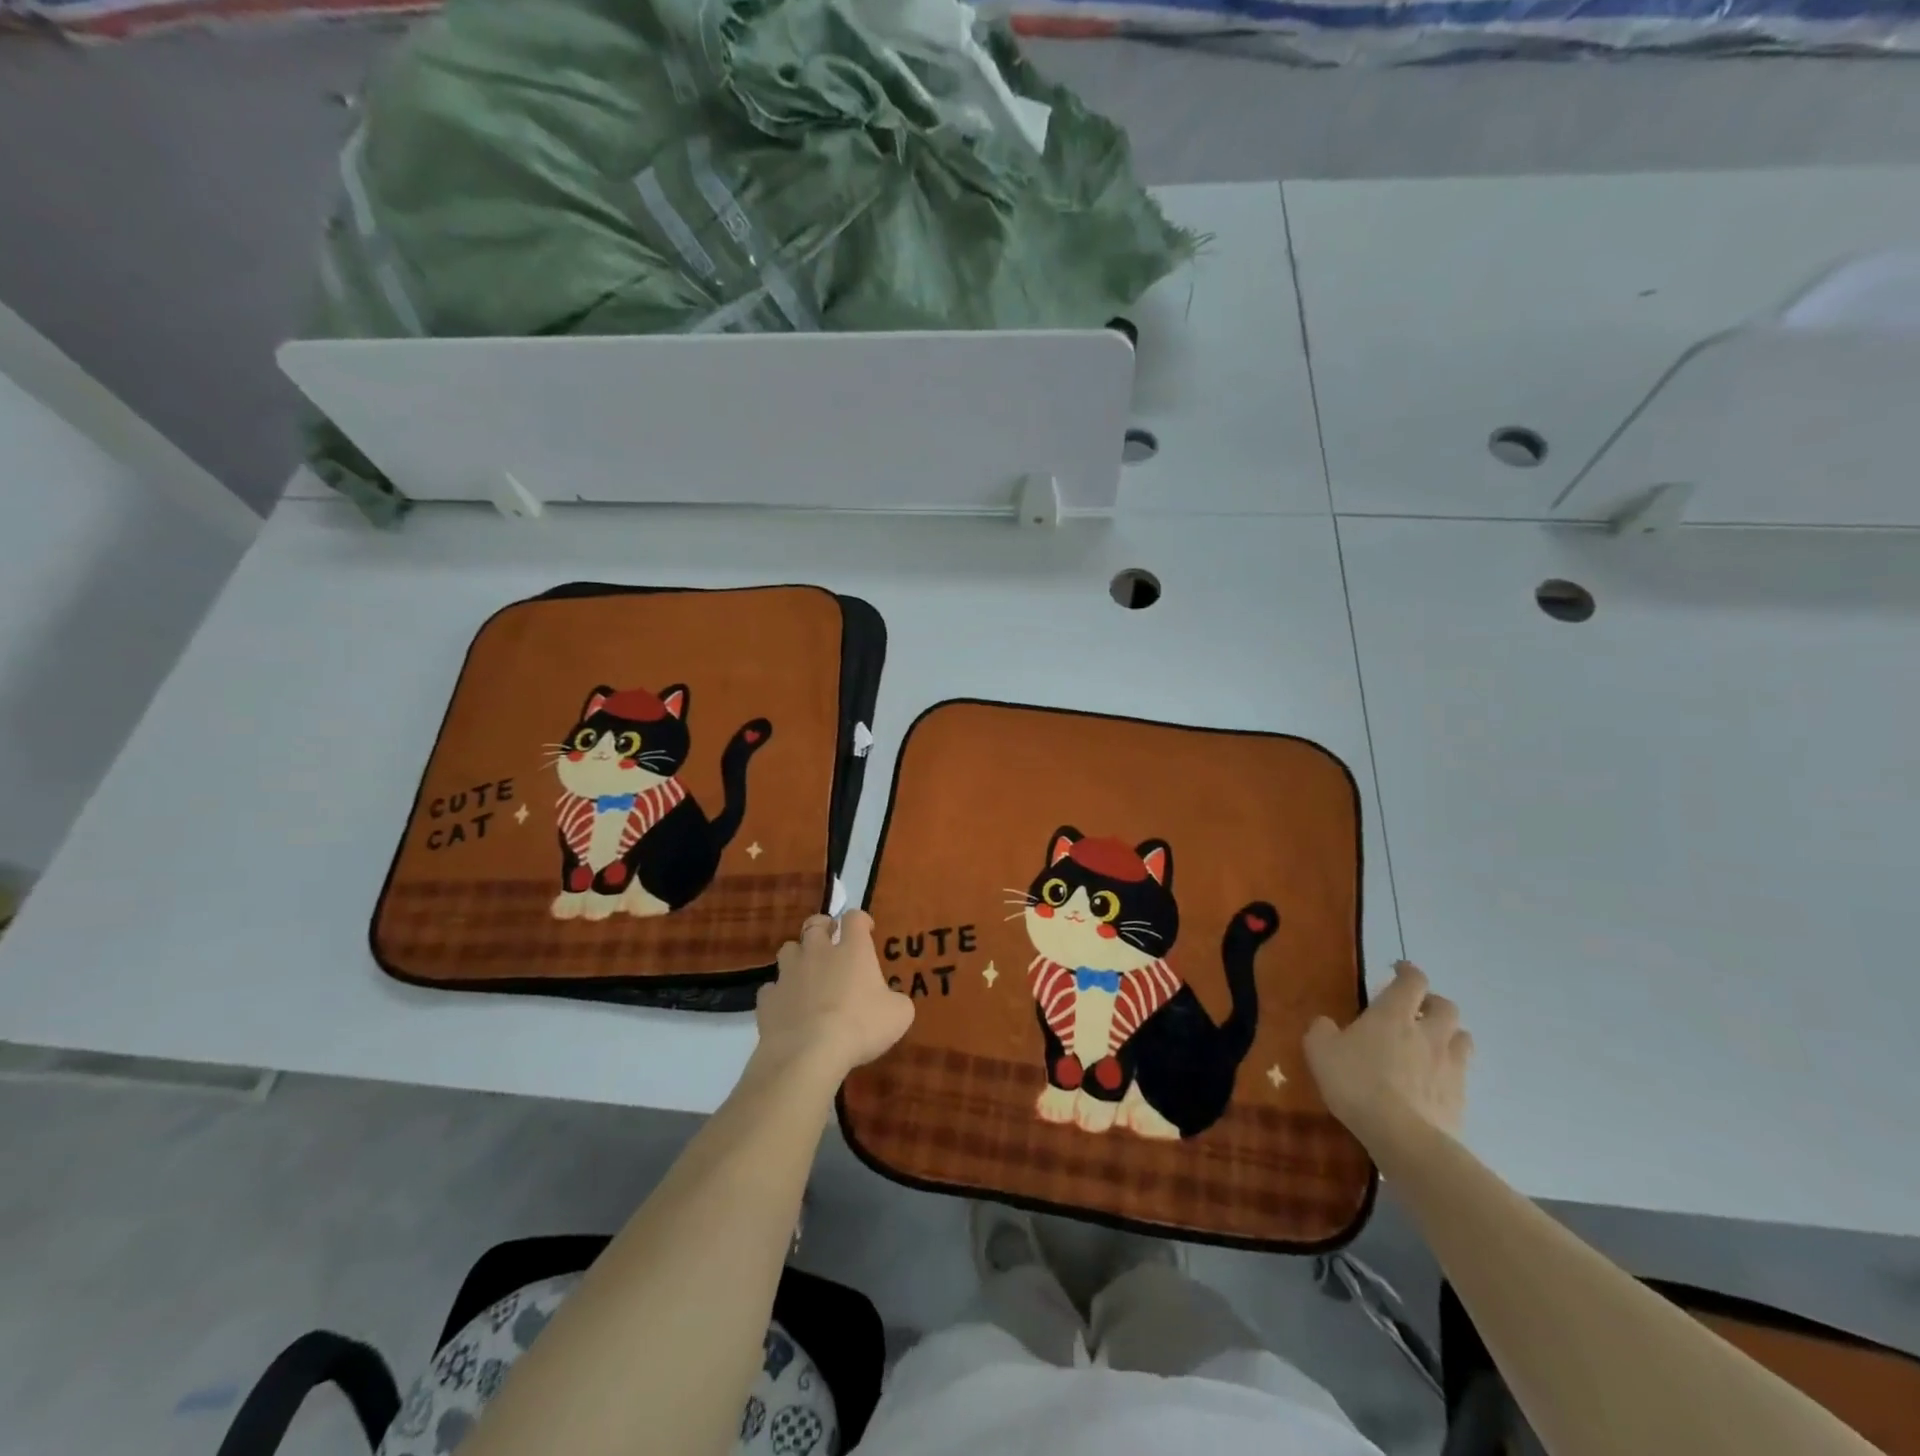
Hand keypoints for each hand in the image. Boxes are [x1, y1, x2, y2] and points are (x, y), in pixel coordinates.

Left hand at [754, 910, 913, 1081]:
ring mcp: (789, 974)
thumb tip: (892, 1001)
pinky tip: (787, 1006)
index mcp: (853, 950)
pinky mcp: (768, 998)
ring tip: (806, 971)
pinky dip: (780, 993)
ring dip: (798, 956)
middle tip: (830, 938)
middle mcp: (818, 952)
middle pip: (814, 924)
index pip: (855, 918)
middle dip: (822, 926)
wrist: (808, 1054)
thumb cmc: (860, 1027)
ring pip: (788, 949)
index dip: (860, 919)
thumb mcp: (898, 1015)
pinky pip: (772, 987)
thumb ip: (896, 1001)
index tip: (866, 928)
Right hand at [1304, 961, 1471, 1145]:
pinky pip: (1461, 1074)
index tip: (1398, 969)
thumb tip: (1327, 1023)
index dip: (1408, 971)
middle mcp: (1428, 1033)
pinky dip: (1450, 1070)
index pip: (1413, 981)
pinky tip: (1433, 1081)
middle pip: (1447, 1006)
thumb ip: (1322, 1030)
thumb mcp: (1319, 1050)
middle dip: (1433, 1003)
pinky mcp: (1460, 1098)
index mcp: (1394, 1015)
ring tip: (1432, 1044)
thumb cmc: (1356, 1083)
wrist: (1403, 1137)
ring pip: (1462, 1038)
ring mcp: (1449, 1066)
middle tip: (1416, 1010)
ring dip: (1449, 1034)